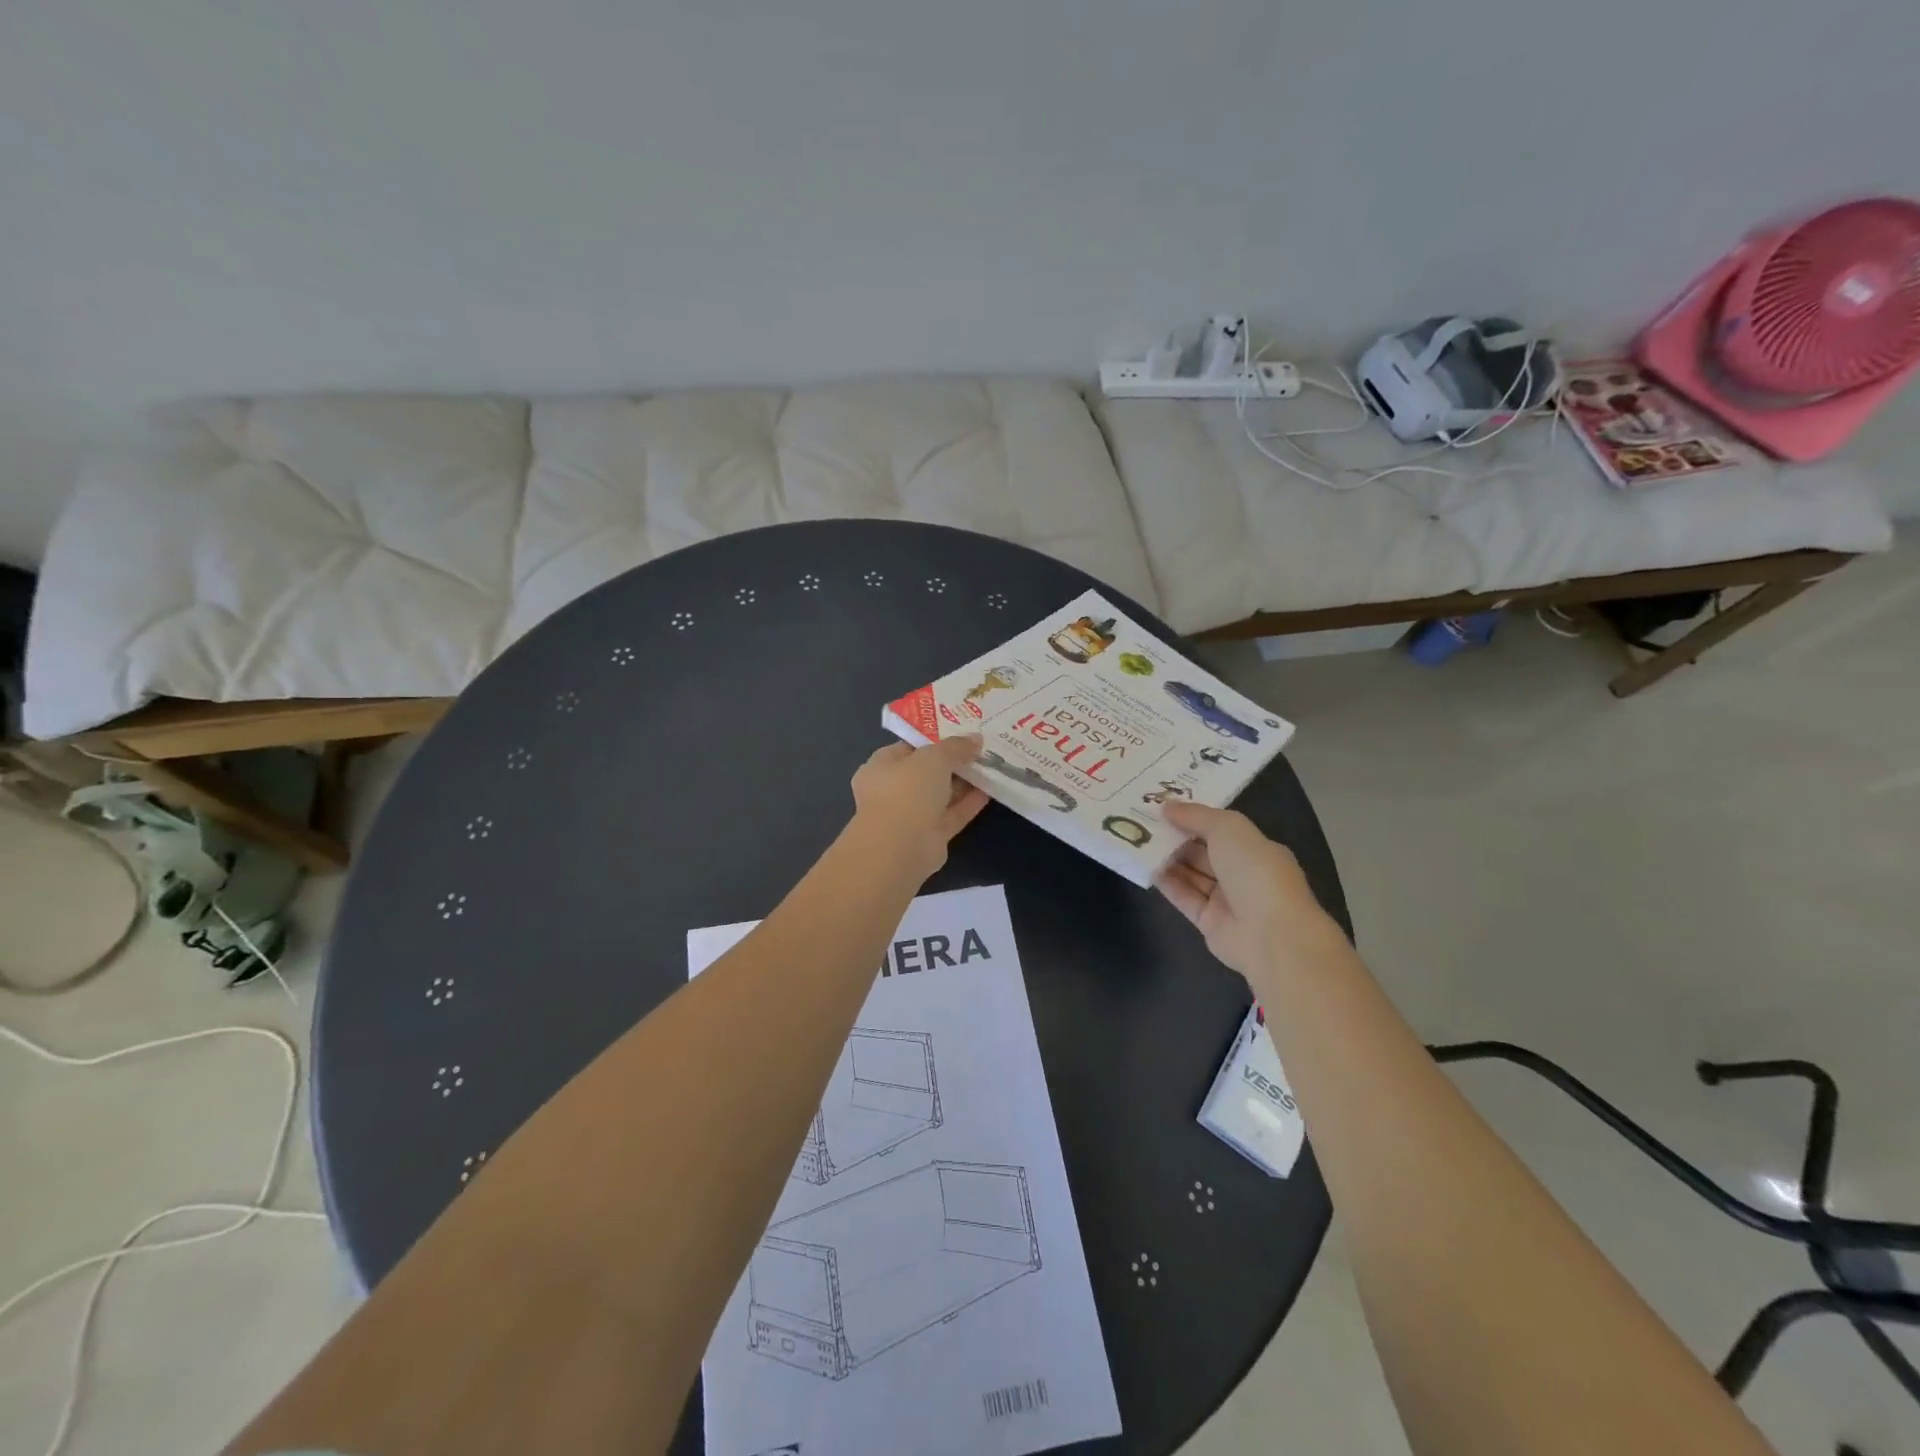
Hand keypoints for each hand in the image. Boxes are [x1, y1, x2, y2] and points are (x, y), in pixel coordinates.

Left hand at [848, 737, 989, 879]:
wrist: (900, 847)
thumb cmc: (907, 791)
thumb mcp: (934, 757)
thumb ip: (955, 747)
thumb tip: (976, 739)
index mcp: (881, 766)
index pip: (908, 747)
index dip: (933, 739)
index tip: (960, 732)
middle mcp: (892, 791)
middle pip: (926, 772)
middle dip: (952, 762)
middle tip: (980, 748)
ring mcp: (910, 816)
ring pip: (940, 795)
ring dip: (963, 783)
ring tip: (990, 767)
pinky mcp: (929, 837)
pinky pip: (951, 815)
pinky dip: (968, 804)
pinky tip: (990, 790)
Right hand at [1155, 801, 1345, 979]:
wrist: (1270, 934)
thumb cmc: (1255, 871)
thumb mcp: (1228, 828)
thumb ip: (1196, 815)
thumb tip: (1167, 807)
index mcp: (1256, 849)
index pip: (1221, 829)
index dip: (1194, 817)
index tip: (1163, 805)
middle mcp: (1242, 873)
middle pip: (1203, 851)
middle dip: (1176, 836)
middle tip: (1141, 820)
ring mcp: (1226, 900)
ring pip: (1192, 874)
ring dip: (1168, 858)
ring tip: (1136, 840)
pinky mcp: (1208, 922)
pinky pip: (1184, 897)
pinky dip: (1167, 882)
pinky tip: (1145, 867)